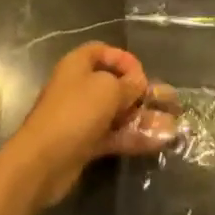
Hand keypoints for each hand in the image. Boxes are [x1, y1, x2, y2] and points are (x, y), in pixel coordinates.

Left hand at [0, 42, 176, 209]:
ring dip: (142, 118)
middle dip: (140, 93)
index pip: (104, 52)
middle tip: (166, 102)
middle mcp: (79, 87)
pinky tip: (158, 141)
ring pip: (117, 113)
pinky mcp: (85, 144)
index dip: (125, 60)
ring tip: (172, 125)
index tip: (142, 76)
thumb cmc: (75, 113)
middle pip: (114, 84)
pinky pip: (113, 135)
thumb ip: (128, 84)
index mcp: (78, 65)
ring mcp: (82, 117)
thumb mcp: (108, 90)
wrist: (42, 162)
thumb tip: (139, 84)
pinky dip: (133, 137)